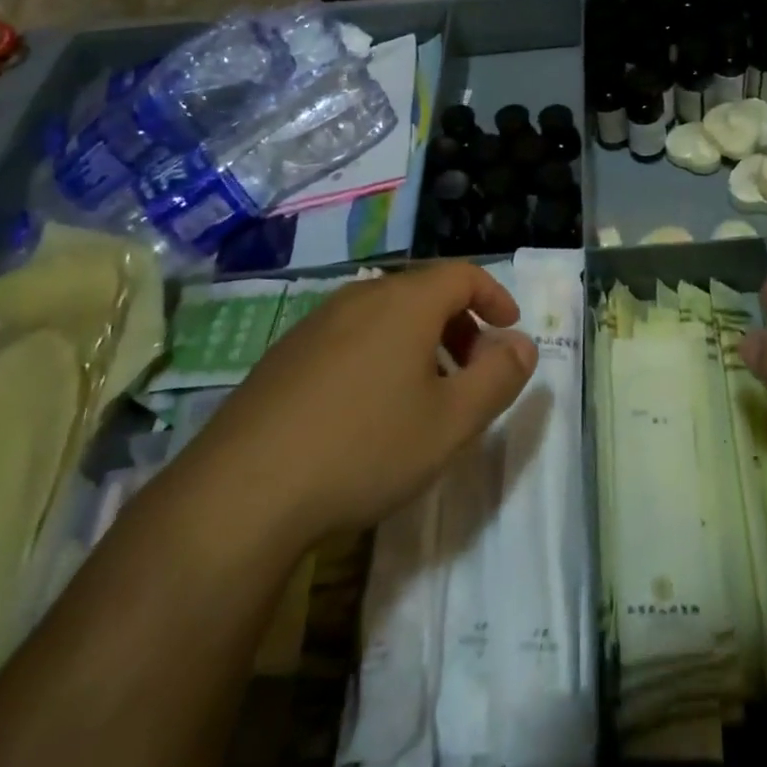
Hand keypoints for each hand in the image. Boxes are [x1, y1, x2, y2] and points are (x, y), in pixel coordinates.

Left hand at [185, 264, 535, 541]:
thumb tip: (523, 344)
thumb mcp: (451, 422)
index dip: (495, 296)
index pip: (463, 274)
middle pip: (424, 292)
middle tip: (473, 369)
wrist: (243, 491)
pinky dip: (380, 354)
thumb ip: (498, 378)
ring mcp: (315, 323)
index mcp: (405, 302)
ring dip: (420, 341)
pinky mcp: (285, 354)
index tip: (510, 329)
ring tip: (425, 393)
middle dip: (460, 323)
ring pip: (385, 315)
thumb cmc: (364, 448)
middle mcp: (360, 297)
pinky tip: (368, 409)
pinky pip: (350, 336)